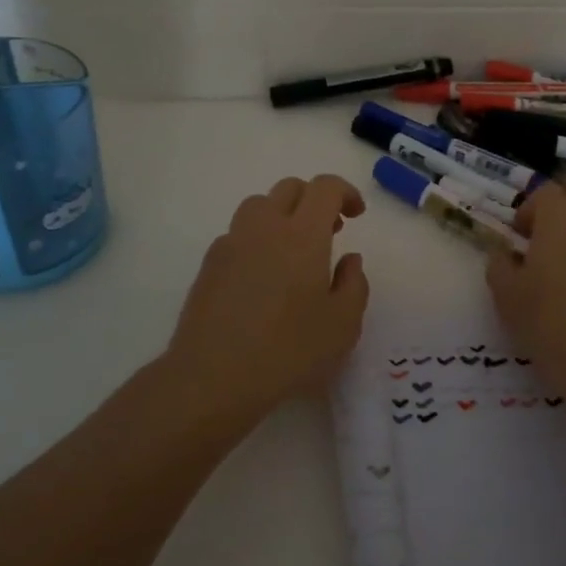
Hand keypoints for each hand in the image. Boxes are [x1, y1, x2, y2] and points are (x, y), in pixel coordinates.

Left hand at [165, 175, 369, 415]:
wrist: (212, 377)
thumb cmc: (288, 351)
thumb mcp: (342, 325)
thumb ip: (354, 284)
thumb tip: (349, 260)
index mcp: (303, 235)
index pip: (324, 188)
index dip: (345, 192)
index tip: (356, 215)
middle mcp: (265, 228)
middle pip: (289, 188)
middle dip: (314, 200)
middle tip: (330, 231)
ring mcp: (231, 243)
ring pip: (259, 206)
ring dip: (282, 215)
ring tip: (294, 251)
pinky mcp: (209, 264)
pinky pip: (238, 234)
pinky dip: (257, 240)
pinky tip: (263, 277)